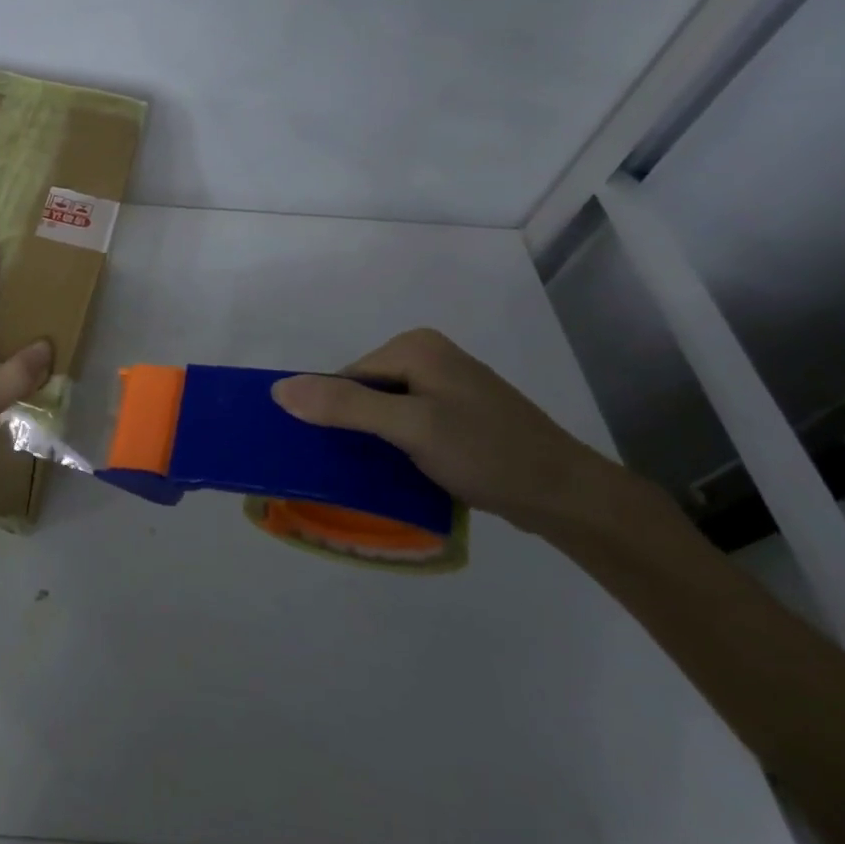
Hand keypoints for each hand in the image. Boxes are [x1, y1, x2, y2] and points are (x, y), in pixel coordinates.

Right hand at [271, 328, 655, 542]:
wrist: (566, 496)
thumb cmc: (486, 453)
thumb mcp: (409, 427)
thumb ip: (344, 405)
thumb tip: (278, 390)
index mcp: (415, 347)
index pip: (346, 376)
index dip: (335, 413)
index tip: (340, 453)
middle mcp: (428, 357)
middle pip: (363, 392)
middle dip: (356, 428)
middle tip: (361, 467)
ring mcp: (445, 387)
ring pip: (383, 411)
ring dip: (375, 441)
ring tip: (380, 473)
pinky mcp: (457, 415)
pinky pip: (406, 423)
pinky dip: (396, 446)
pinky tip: (403, 472)